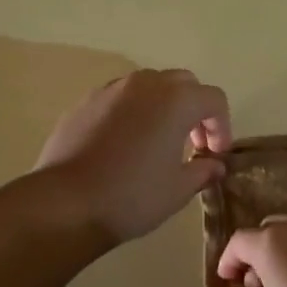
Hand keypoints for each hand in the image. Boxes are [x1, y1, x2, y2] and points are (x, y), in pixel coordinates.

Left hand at [34, 69, 231, 243]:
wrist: (65, 203)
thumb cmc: (132, 196)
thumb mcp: (178, 190)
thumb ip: (203, 171)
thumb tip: (214, 165)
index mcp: (176, 100)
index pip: (214, 99)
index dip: (222, 126)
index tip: (215, 155)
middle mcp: (145, 84)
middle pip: (183, 83)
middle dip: (195, 109)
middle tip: (193, 143)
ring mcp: (111, 90)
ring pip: (149, 85)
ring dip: (163, 106)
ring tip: (158, 141)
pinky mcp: (85, 102)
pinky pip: (120, 98)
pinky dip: (133, 111)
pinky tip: (125, 144)